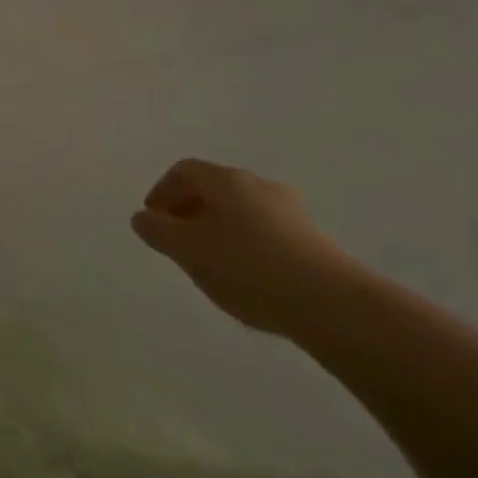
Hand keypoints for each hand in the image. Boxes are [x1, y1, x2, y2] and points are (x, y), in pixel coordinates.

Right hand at [132, 159, 356, 336]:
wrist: (334, 306)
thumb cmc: (249, 268)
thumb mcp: (189, 251)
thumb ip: (159, 232)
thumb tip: (142, 218)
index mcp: (225, 178)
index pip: (184, 171)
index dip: (163, 191)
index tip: (153, 219)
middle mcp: (258, 185)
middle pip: (215, 189)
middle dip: (192, 210)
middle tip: (180, 239)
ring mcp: (291, 212)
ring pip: (243, 212)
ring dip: (222, 229)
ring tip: (214, 263)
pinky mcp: (316, 243)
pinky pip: (269, 234)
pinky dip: (250, 247)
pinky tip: (251, 279)